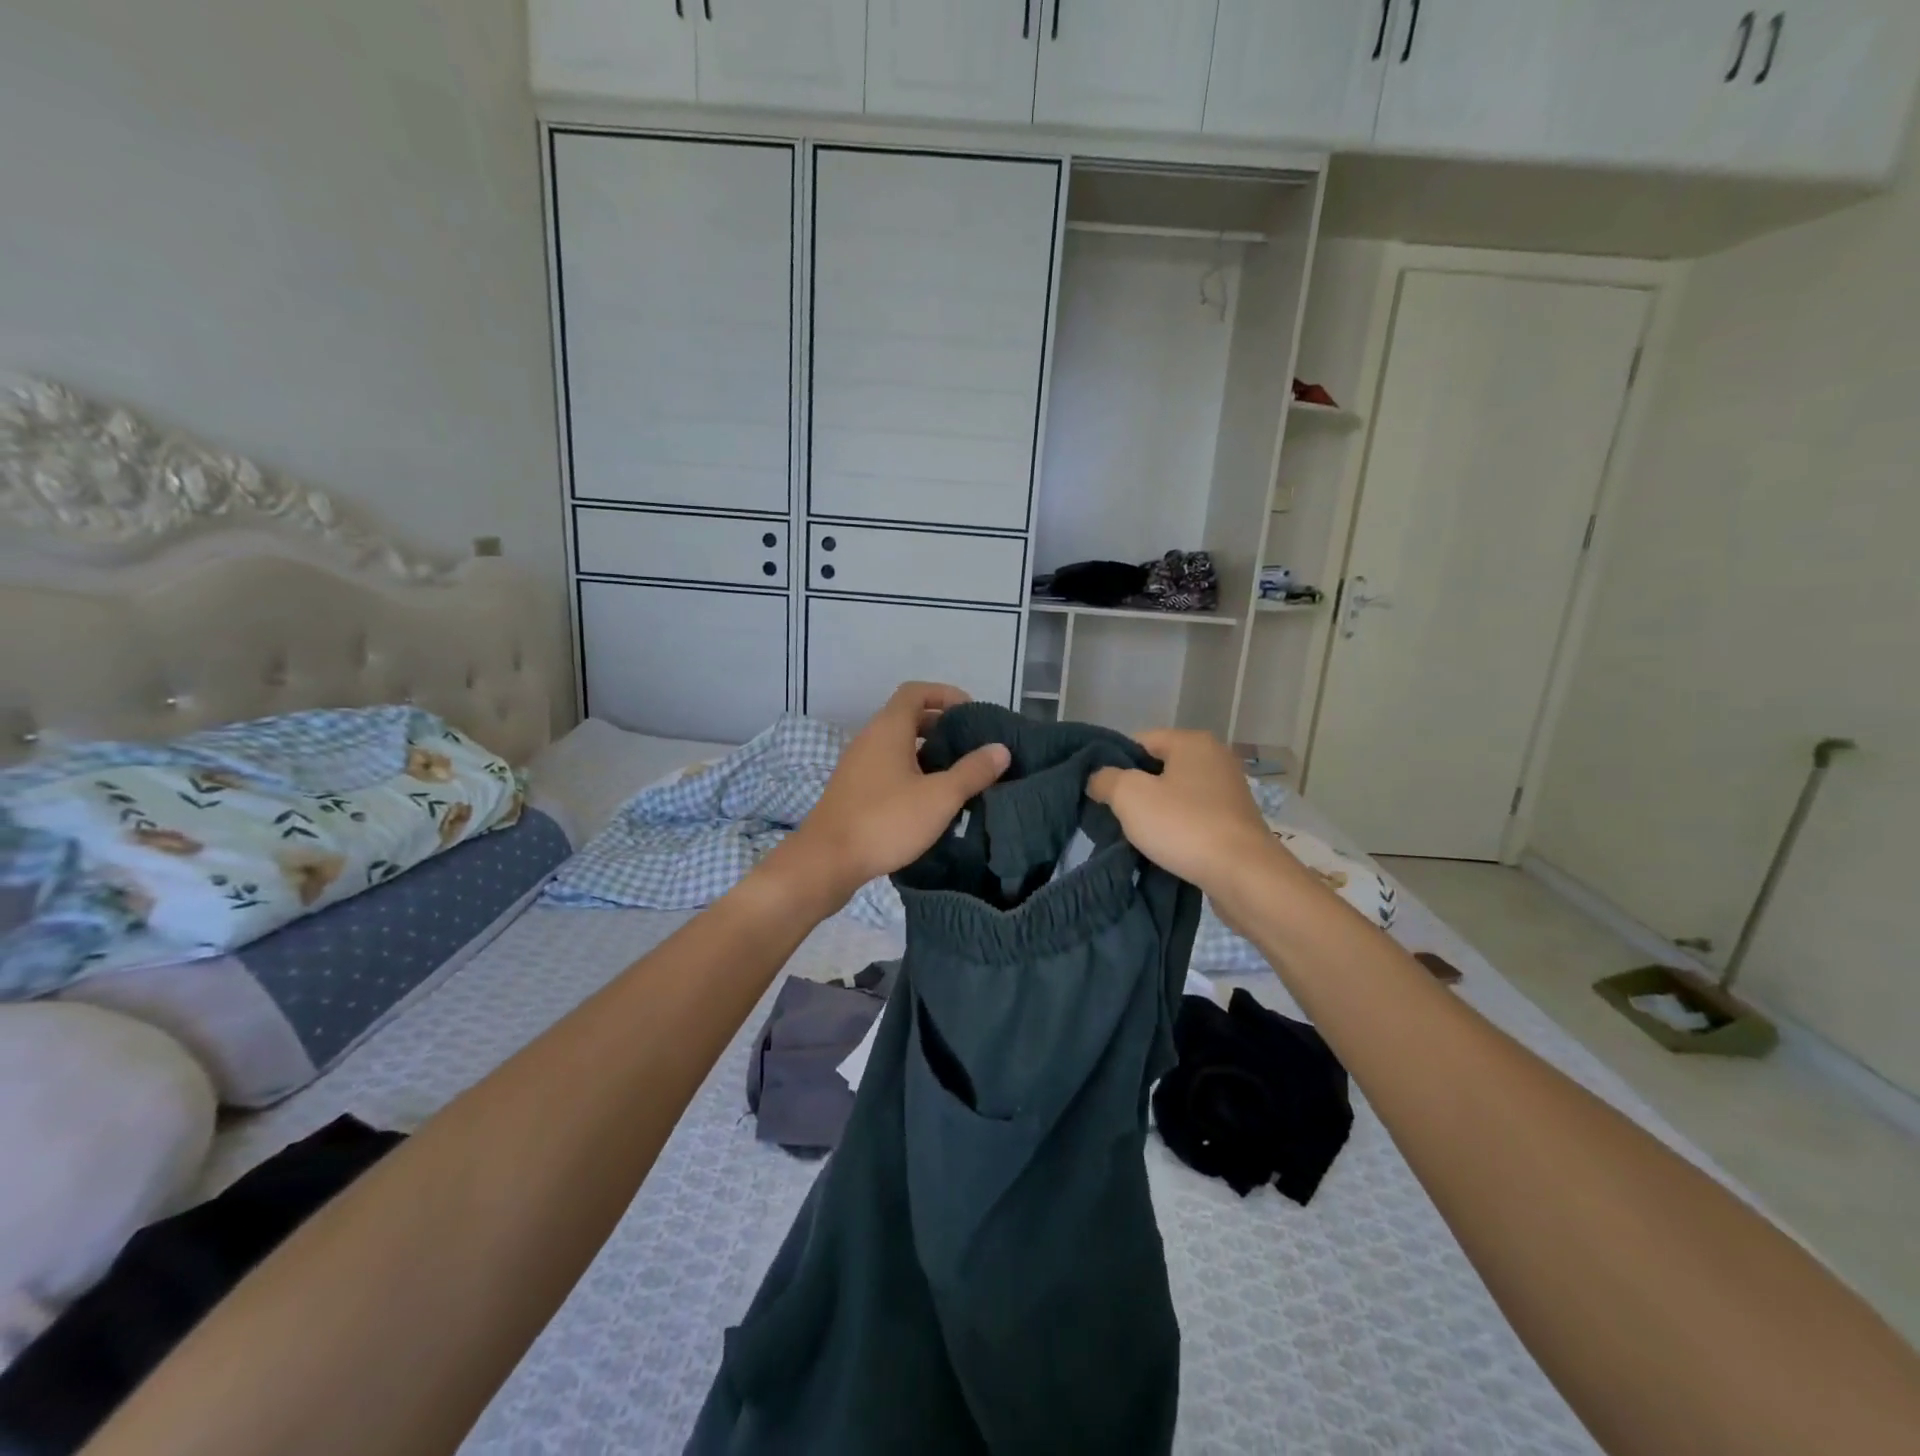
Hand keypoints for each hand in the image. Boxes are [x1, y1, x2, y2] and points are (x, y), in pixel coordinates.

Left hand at [763, 683, 1010, 912]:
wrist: (826, 861)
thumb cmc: (886, 821)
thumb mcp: (939, 797)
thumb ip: (972, 771)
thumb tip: (1000, 749)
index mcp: (888, 729)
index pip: (916, 692)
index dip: (945, 695)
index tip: (971, 713)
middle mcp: (869, 739)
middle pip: (907, 717)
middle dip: (941, 726)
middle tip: (970, 746)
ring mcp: (857, 765)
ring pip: (897, 745)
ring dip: (926, 752)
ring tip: (956, 774)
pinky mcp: (852, 791)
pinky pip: (886, 768)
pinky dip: (910, 772)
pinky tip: (928, 800)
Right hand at [1089, 730, 1302, 904]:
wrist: (1244, 876)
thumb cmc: (1184, 825)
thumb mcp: (1129, 796)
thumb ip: (1105, 779)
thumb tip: (1098, 778)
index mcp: (1192, 742)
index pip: (1139, 741)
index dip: (1114, 764)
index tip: (1100, 792)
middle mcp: (1215, 758)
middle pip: (1158, 768)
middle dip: (1134, 790)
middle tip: (1113, 815)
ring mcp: (1229, 791)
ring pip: (1175, 795)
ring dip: (1155, 813)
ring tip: (1136, 836)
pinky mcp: (1235, 822)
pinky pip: (1193, 817)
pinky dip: (1177, 829)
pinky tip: (1164, 848)